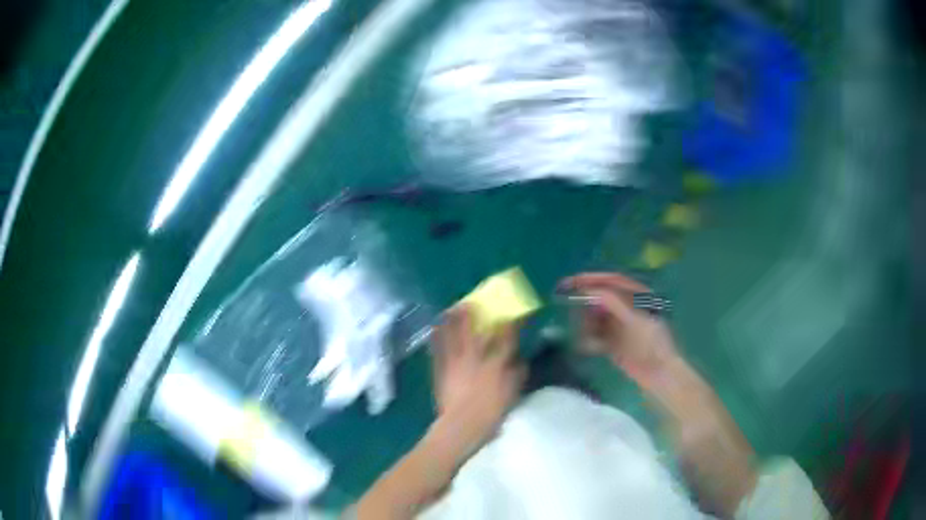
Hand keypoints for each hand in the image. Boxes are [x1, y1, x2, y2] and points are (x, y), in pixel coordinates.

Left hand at [430, 305, 525, 460]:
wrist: (460, 426)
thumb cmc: (490, 412)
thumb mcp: (512, 393)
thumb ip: (517, 374)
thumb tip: (519, 359)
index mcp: (495, 362)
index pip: (505, 335)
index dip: (510, 322)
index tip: (512, 313)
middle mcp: (474, 356)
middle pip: (472, 327)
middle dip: (472, 312)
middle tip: (471, 302)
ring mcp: (454, 361)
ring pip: (450, 334)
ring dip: (451, 320)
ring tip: (451, 309)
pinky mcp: (439, 369)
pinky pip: (436, 348)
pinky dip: (436, 336)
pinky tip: (435, 329)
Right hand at [559, 272, 679, 388]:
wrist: (659, 373)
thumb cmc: (652, 342)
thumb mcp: (635, 319)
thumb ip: (614, 302)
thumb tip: (589, 290)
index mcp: (637, 295)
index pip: (611, 280)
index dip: (590, 278)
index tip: (570, 282)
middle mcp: (627, 307)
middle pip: (600, 298)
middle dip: (584, 302)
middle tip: (566, 305)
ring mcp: (620, 325)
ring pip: (595, 316)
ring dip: (585, 322)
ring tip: (581, 331)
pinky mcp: (613, 342)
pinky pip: (596, 335)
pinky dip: (589, 338)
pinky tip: (587, 345)